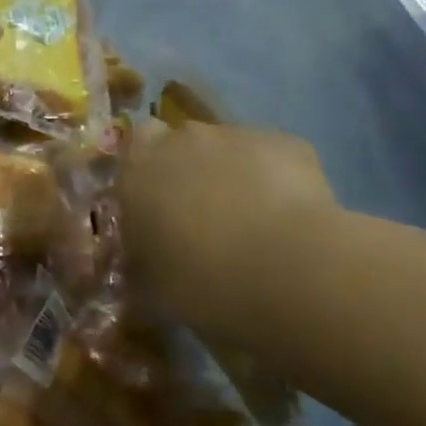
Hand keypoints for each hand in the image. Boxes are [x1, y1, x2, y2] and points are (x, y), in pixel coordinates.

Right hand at [117, 119, 338, 339]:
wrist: (290, 270)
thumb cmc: (206, 283)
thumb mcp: (156, 290)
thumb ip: (144, 265)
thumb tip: (143, 265)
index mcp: (140, 169)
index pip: (133, 152)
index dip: (147, 177)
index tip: (157, 211)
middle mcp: (183, 139)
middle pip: (182, 146)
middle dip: (191, 174)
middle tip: (205, 223)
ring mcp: (237, 135)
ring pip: (229, 150)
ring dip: (234, 177)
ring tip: (255, 228)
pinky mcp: (287, 142)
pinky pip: (273, 159)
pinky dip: (277, 182)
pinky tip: (292, 223)